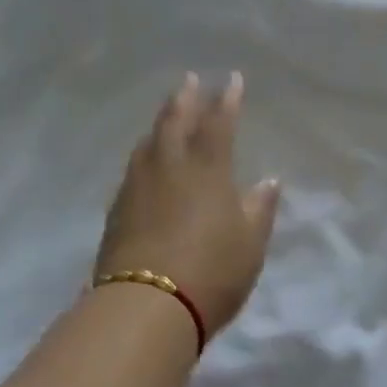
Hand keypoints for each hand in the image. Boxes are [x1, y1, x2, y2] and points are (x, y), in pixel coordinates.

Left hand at [96, 72, 281, 339]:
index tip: (232, 80)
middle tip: (189, 79)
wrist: (146, 307)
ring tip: (167, 114)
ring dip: (160, 123)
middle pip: (175, 122)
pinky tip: (145, 160)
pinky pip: (134, 168)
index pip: (219, 124)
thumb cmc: (211, 271)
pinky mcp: (118, 209)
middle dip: (185, 99)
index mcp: (208, 170)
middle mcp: (170, 167)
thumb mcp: (250, 243)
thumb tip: (269, 181)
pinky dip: (144, 154)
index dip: (227, 100)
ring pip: (149, 143)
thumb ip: (259, 208)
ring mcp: (139, 187)